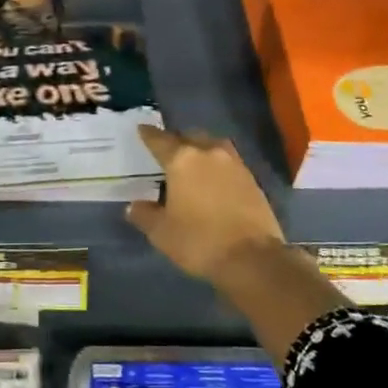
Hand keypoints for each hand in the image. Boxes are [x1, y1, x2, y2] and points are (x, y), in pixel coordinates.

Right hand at [126, 126, 284, 283]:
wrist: (252, 258)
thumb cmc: (199, 241)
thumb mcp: (162, 233)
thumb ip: (145, 215)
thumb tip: (134, 206)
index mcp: (182, 160)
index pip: (160, 140)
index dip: (148, 135)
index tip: (142, 129)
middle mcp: (209, 152)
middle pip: (189, 137)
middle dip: (177, 141)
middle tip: (168, 152)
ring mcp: (234, 164)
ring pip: (212, 146)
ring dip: (201, 151)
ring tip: (192, 164)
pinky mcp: (252, 179)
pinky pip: (228, 163)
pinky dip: (217, 167)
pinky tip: (213, 182)